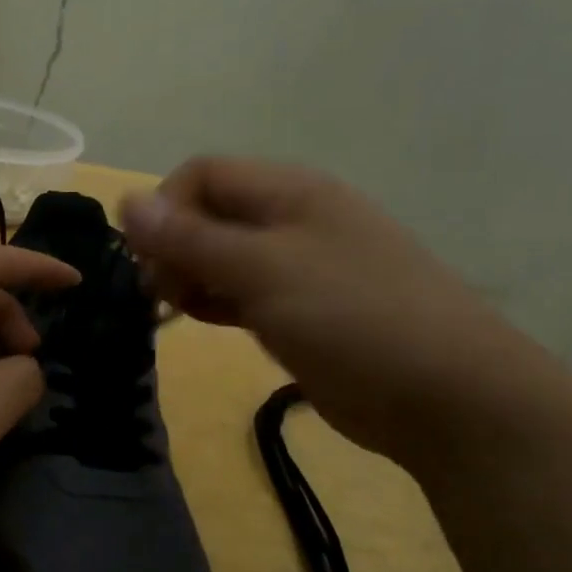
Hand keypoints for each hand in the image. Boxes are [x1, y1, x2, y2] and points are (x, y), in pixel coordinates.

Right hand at [121, 157, 566, 466]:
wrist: (446, 397)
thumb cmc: (353, 318)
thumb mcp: (264, 270)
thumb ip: (191, 238)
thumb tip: (126, 200)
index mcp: (290, 192)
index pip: (203, 174)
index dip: (165, 208)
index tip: (144, 258)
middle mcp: (291, 219)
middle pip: (209, 214)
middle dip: (173, 246)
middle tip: (160, 292)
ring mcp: (297, 267)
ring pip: (221, 256)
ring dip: (189, 277)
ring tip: (177, 311)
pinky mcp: (299, 310)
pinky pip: (240, 292)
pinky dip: (213, 301)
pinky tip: (201, 321)